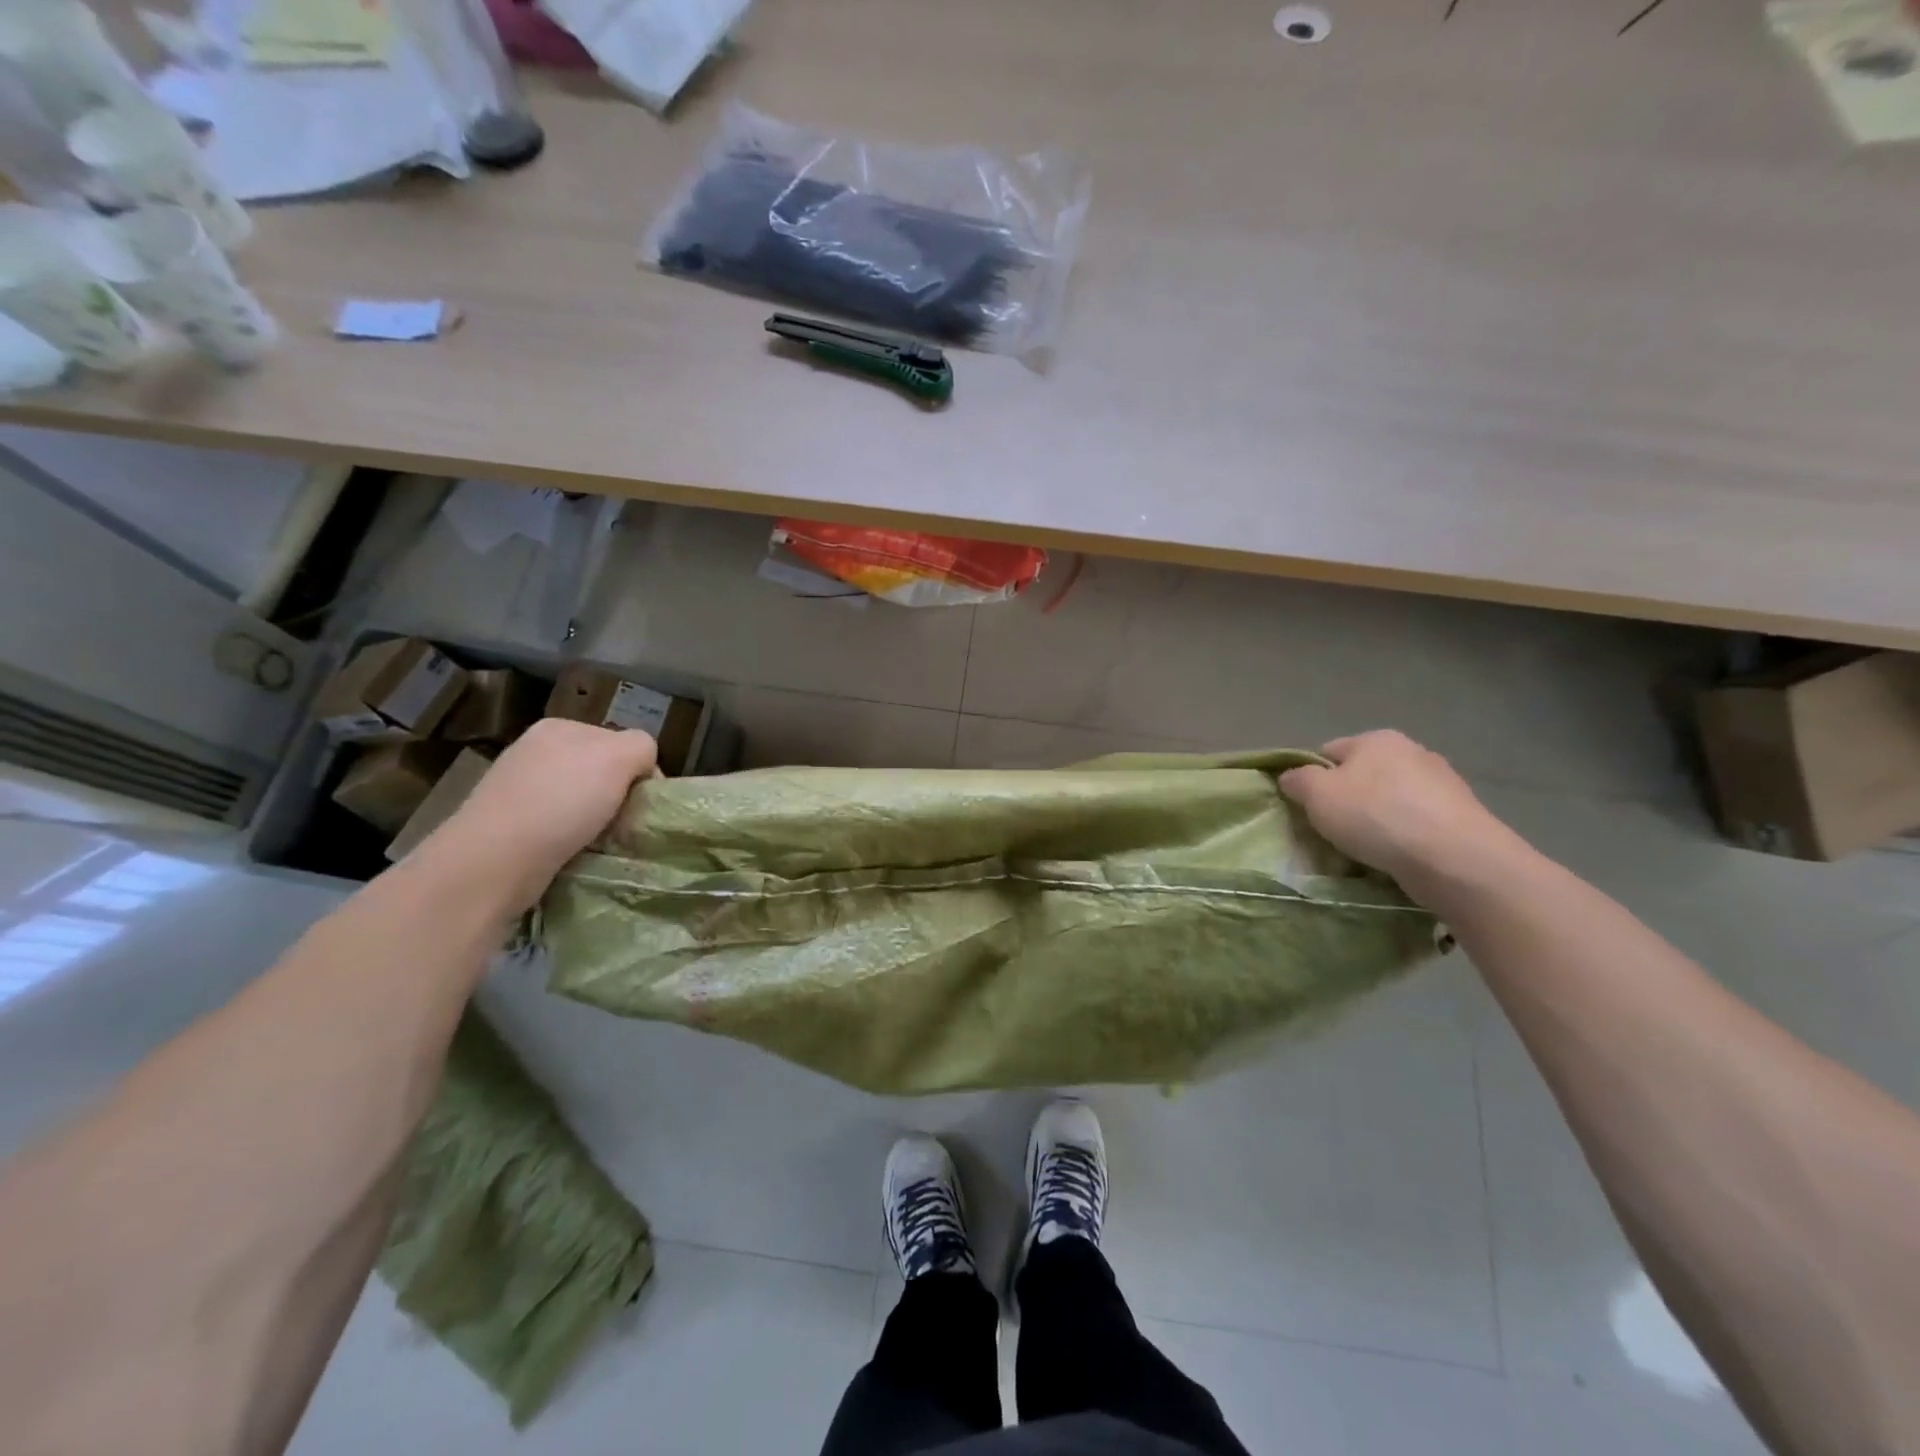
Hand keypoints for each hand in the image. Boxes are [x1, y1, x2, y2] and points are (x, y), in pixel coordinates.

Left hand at [427, 718, 657, 909]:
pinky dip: (574, 840)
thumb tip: (642, 770)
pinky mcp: (508, 826)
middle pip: (600, 771)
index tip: (641, 802)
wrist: (494, 859)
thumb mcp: (619, 757)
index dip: (638, 770)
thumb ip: (641, 748)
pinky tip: (575, 853)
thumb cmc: (562, 801)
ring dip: (597, 821)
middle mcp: (536, 752)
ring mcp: (518, 788)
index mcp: (560, 727)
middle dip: (617, 796)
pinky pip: (559, 827)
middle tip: (622, 824)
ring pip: (581, 801)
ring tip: (600, 843)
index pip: (620, 742)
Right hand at [1278, 730, 1520, 893]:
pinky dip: (1403, 836)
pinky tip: (1397, 857)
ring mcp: (1443, 783)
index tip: (1306, 808)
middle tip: (1332, 831)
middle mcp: (1412, 751)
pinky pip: (1417, 823)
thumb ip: (1297, 780)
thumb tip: (1292, 777)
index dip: (1311, 779)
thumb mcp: (1317, 794)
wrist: (1455, 858)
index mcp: (1376, 739)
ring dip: (1376, 820)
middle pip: (1362, 776)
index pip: (1328, 752)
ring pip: (1391, 800)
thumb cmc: (1376, 816)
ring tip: (1365, 850)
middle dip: (1346, 800)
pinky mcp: (1463, 816)